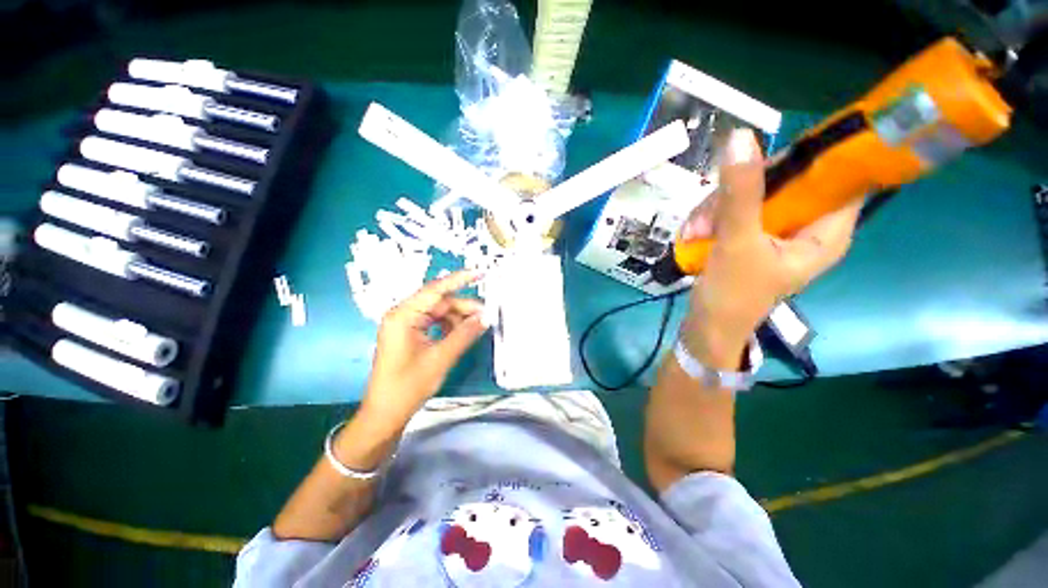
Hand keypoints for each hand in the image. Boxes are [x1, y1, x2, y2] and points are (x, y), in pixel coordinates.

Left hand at [362, 270, 488, 426]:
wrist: (385, 414)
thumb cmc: (408, 386)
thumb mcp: (440, 358)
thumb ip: (464, 334)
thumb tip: (485, 318)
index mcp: (403, 315)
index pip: (435, 289)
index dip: (459, 279)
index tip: (480, 273)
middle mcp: (403, 314)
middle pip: (439, 302)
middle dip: (463, 307)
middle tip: (485, 316)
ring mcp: (406, 324)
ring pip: (439, 312)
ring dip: (458, 318)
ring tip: (477, 327)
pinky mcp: (410, 334)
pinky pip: (435, 322)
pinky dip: (450, 326)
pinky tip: (463, 333)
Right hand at [679, 129, 862, 365]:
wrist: (706, 328)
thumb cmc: (733, 295)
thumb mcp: (737, 243)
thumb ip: (741, 194)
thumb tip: (741, 136)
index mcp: (826, 231)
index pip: (836, 175)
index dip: (808, 158)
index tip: (765, 160)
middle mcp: (806, 226)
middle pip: (784, 181)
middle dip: (741, 191)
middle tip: (710, 214)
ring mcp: (774, 230)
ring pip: (752, 194)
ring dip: (716, 208)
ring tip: (694, 232)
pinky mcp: (749, 236)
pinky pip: (733, 209)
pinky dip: (710, 218)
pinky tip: (693, 234)